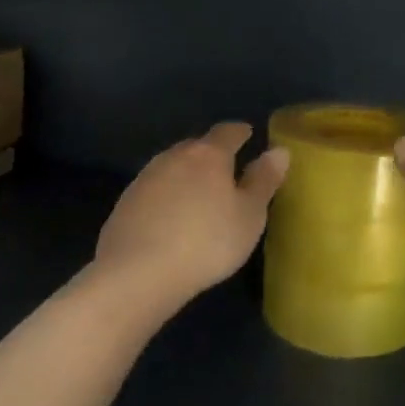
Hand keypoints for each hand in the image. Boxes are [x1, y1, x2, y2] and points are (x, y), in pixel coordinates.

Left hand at [94, 123, 288, 304]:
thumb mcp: (249, 215)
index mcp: (209, 155)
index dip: (241, 132)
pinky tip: (170, 217)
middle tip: (226, 169)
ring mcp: (146, 177)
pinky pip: (154, 189)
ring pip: (172, 166)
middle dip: (212, 153)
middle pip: (197, 146)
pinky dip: (166, 195)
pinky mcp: (125, 202)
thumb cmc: (206, 242)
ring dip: (186, 174)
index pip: (228, 132)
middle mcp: (175, 156)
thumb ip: (263, 180)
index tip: (249, 134)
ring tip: (199, 193)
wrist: (138, 273)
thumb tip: (279, 150)